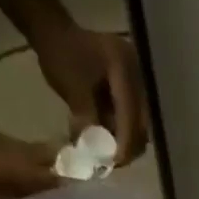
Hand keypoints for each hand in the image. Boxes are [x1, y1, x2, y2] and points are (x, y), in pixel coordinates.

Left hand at [34, 24, 148, 163]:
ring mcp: (137, 83)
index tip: (112, 164)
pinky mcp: (133, 92)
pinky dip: (123, 135)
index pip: (131, 115)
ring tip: (109, 154)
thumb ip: (87, 119)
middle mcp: (138, 75)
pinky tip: (110, 142)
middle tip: (111, 163)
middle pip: (142, 125)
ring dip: (127, 144)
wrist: (57, 34)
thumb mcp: (73, 88)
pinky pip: (134, 122)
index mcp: (124, 68)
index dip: (124, 144)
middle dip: (128, 148)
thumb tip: (95, 155)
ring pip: (141, 127)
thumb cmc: (61, 55)